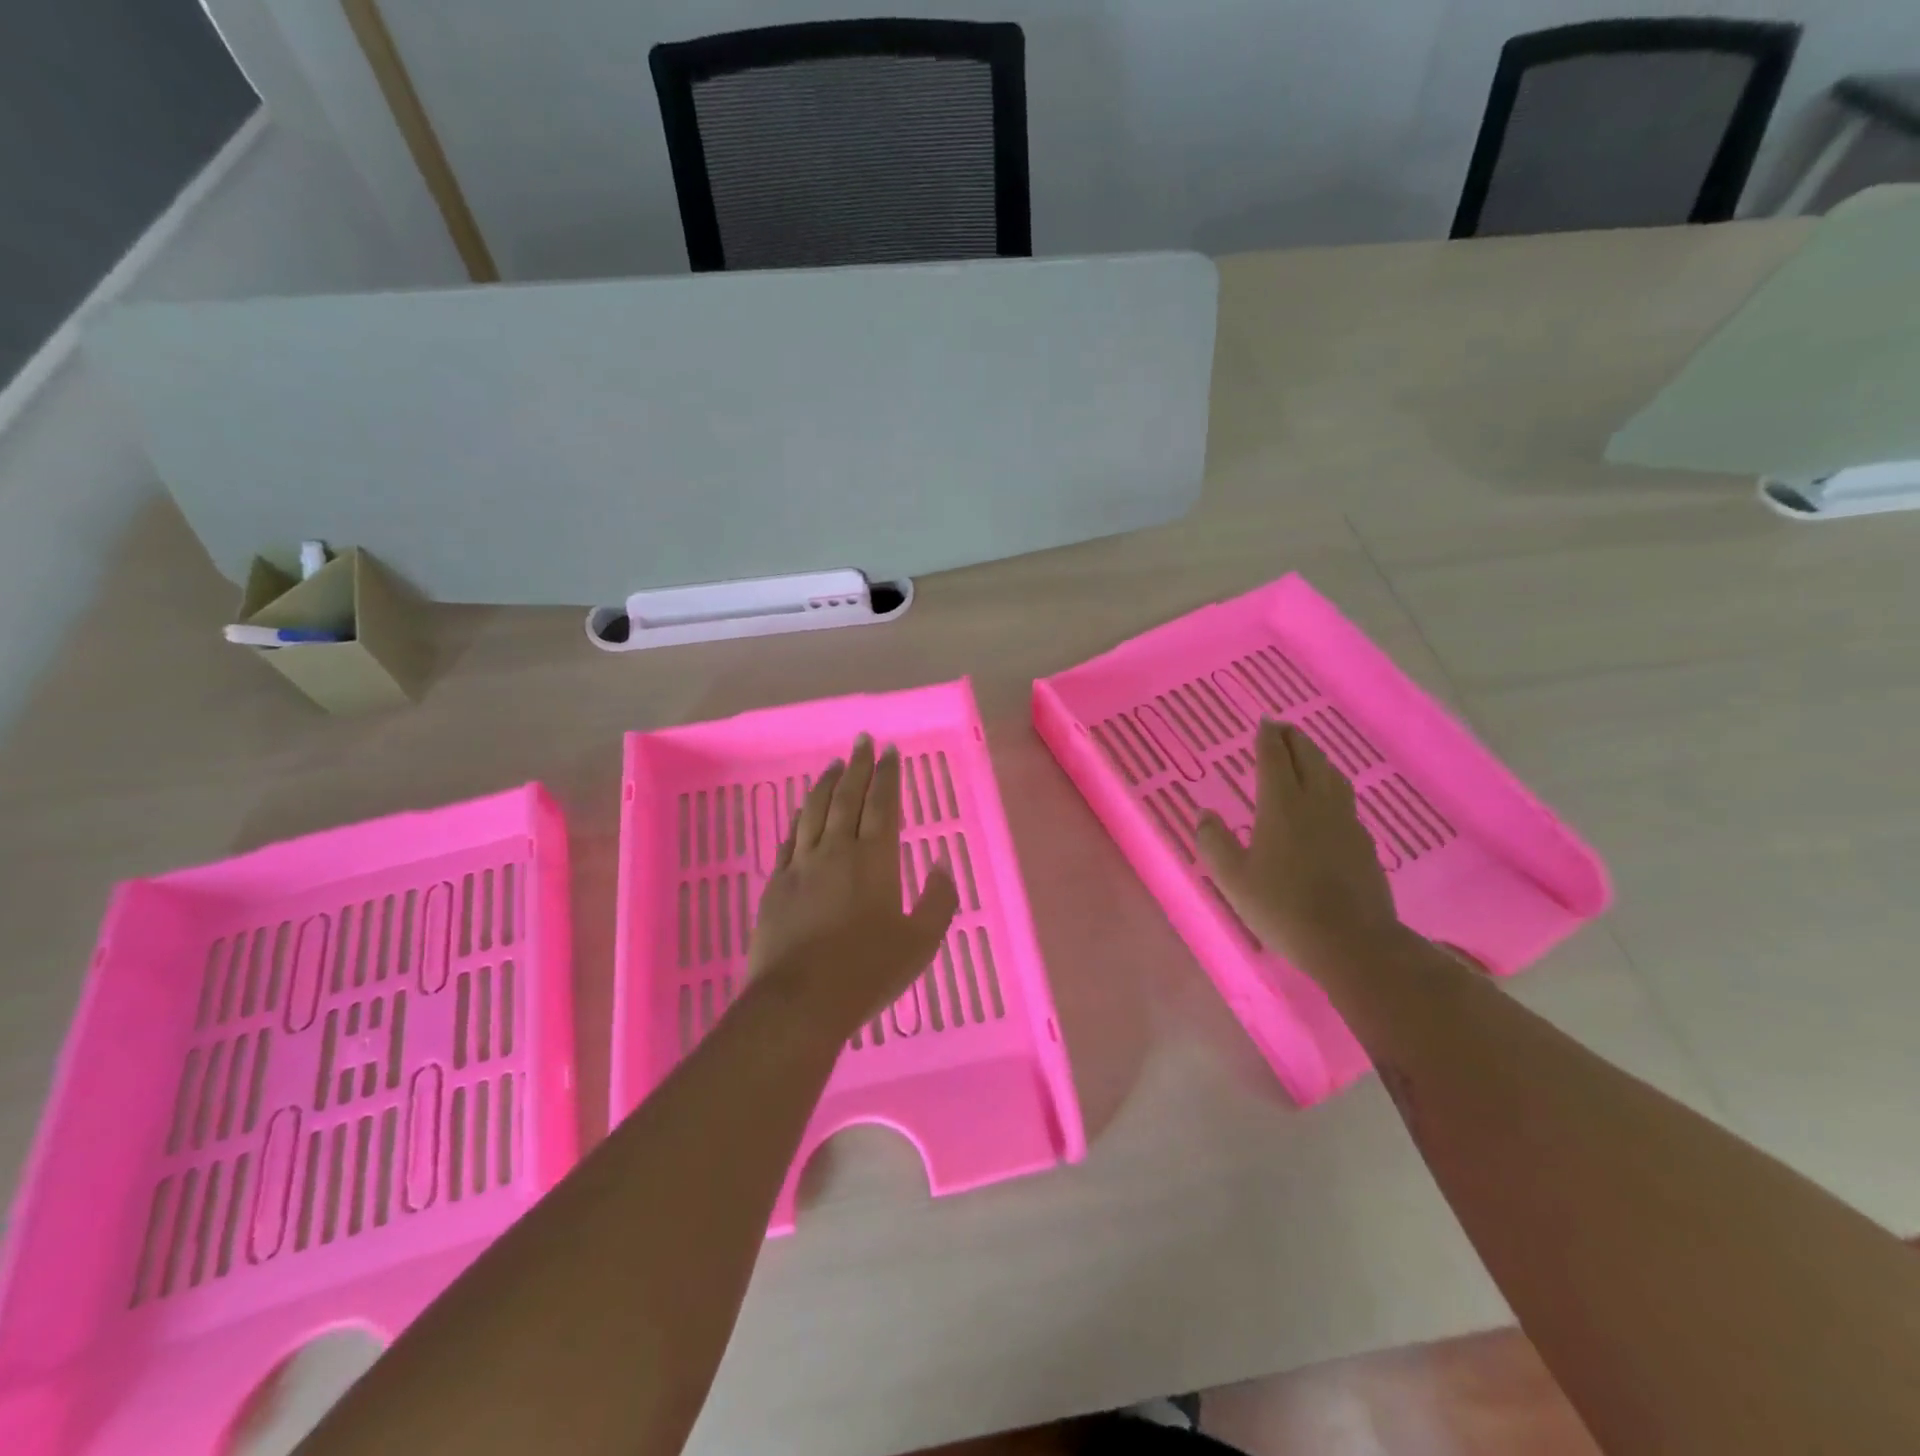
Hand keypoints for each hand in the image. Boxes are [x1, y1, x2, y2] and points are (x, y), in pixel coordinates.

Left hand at [750, 734, 959, 1031]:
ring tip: (834, 765)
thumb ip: (937, 900)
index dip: (888, 775)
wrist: (800, 1001)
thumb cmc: (867, 972)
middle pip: (847, 797)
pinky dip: (799, 817)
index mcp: (874, 859)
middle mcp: (836, 850)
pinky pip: (789, 838)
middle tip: (862, 741)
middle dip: (858, 766)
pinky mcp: (776, 883)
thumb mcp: (920, 942)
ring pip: (814, 811)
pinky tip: (802, 811)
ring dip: (826, 784)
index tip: (890, 751)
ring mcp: (801, 865)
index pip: (883, 804)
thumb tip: (942, 865)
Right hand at [1196, 719, 1401, 976]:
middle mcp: (1316, 803)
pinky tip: (1328, 799)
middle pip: (1307, 758)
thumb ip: (1215, 843)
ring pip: (1331, 775)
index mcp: (1282, 806)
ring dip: (1316, 757)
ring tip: (1306, 753)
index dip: (1267, 738)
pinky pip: (1345, 798)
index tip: (1263, 722)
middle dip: (1293, 739)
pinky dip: (1331, 784)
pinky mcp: (1363, 841)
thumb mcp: (1233, 879)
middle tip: (1281, 728)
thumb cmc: (1282, 908)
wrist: (1351, 941)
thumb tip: (1205, 814)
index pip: (1275, 759)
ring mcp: (1345, 821)